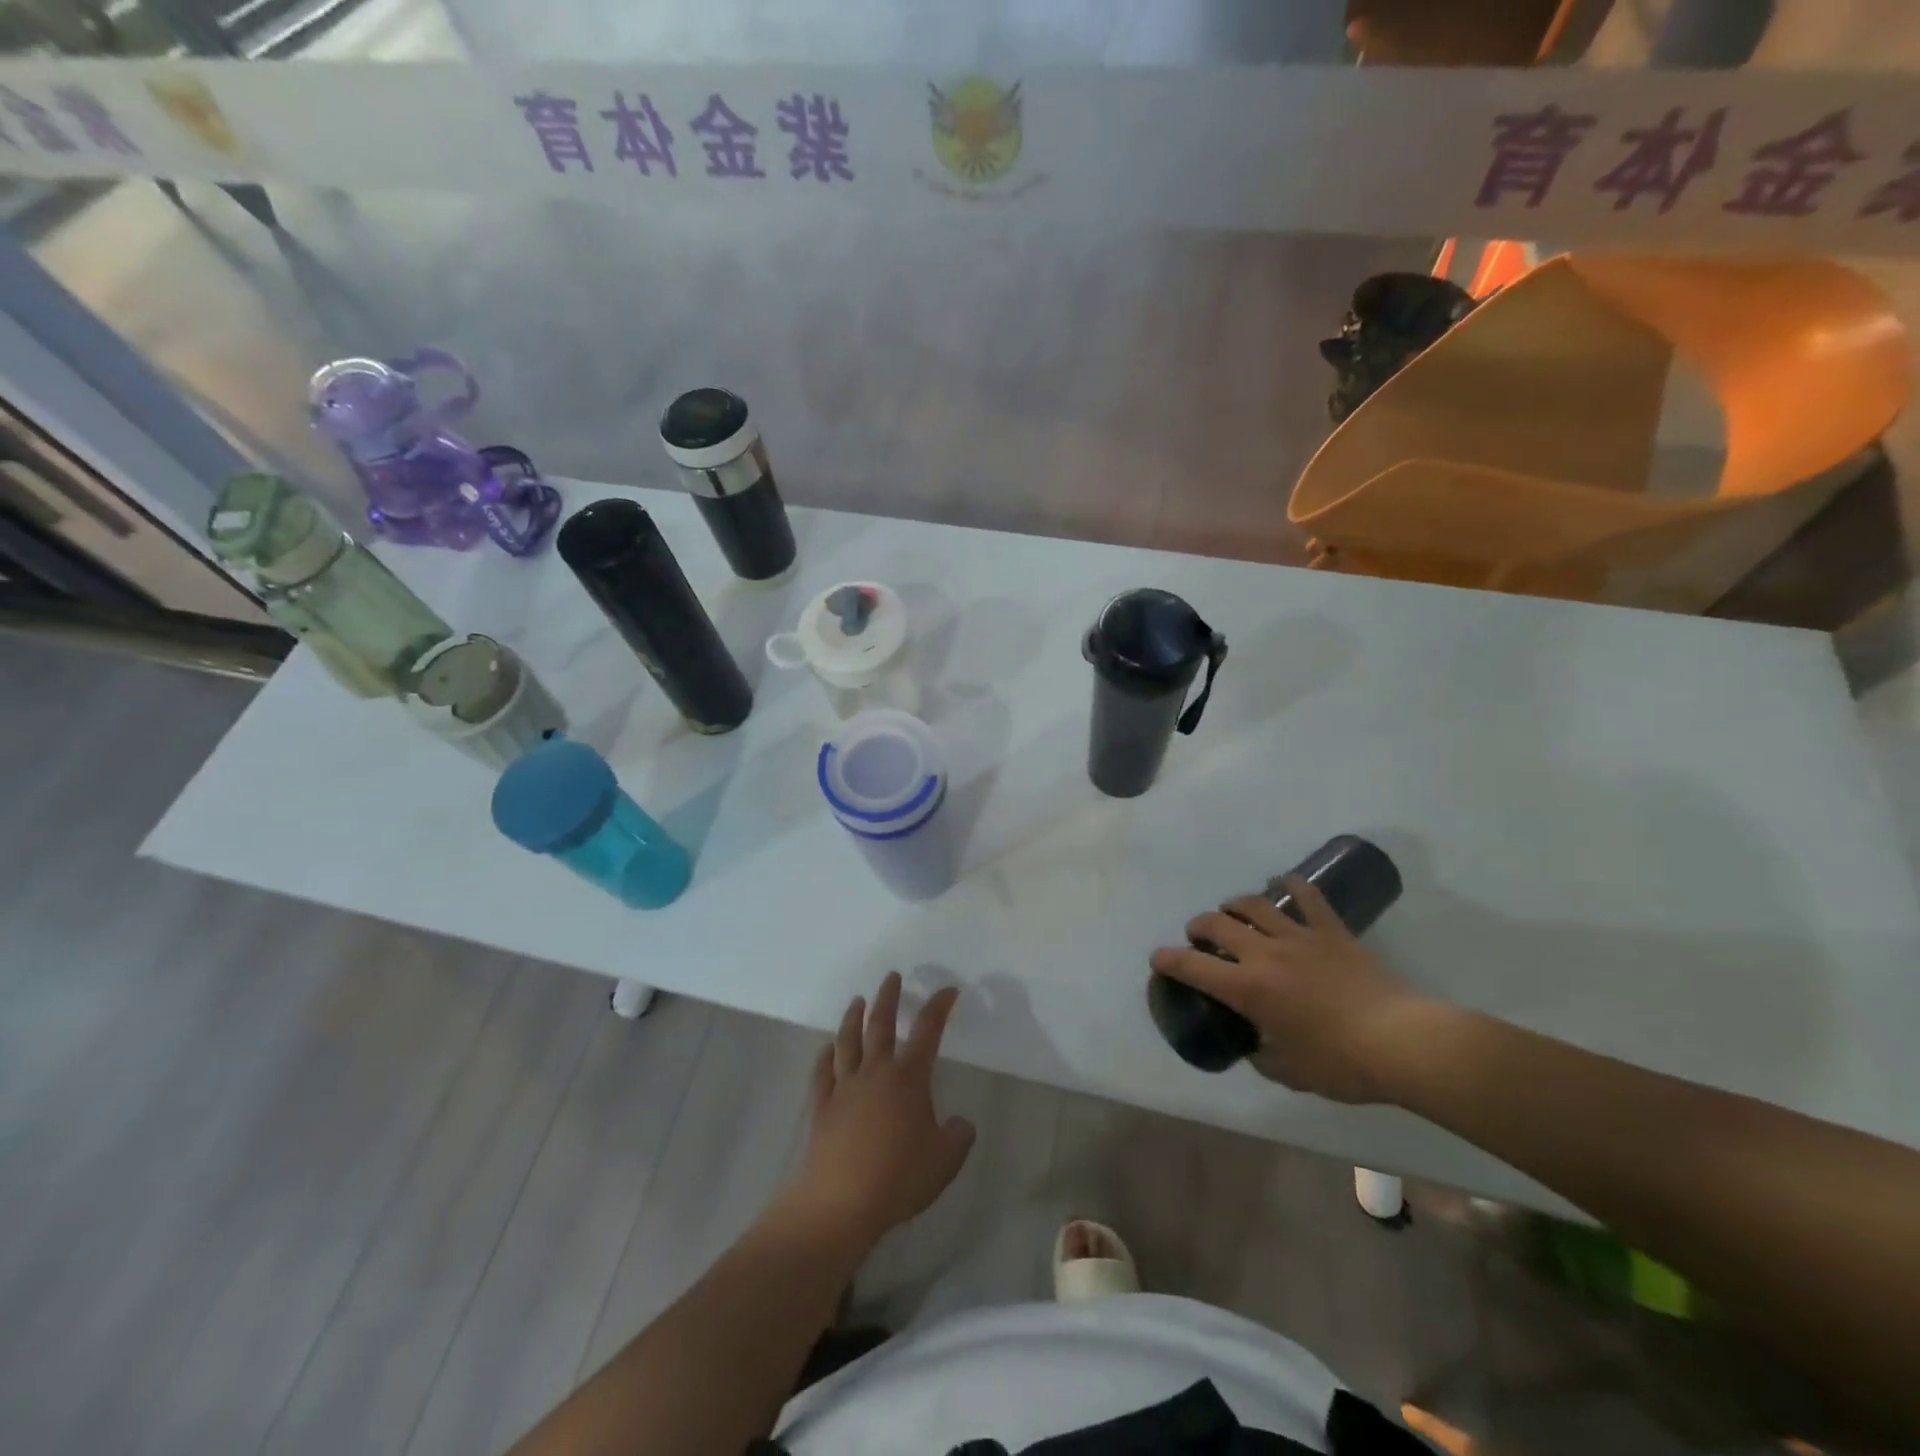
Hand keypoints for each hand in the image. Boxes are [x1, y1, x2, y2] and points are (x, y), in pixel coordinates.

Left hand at [792, 972, 975, 1245]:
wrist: (840, 1202)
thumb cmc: (898, 1178)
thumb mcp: (944, 1161)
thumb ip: (958, 1137)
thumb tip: (960, 1123)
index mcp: (908, 1078)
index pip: (928, 1031)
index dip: (939, 1007)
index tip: (948, 991)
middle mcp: (875, 1072)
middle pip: (881, 1024)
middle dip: (888, 997)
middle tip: (891, 976)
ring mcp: (844, 1087)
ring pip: (848, 1041)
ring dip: (853, 1017)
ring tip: (857, 1000)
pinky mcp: (822, 1106)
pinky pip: (822, 1072)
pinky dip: (825, 1056)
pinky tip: (826, 1049)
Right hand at [1148, 876, 1432, 1103]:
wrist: (1402, 1042)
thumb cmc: (1341, 1063)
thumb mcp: (1288, 1072)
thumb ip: (1261, 1054)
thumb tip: (1255, 1044)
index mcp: (1247, 989)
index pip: (1192, 966)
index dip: (1167, 960)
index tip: (1158, 959)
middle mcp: (1264, 953)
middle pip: (1217, 924)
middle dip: (1198, 927)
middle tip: (1199, 938)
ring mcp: (1299, 936)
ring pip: (1253, 904)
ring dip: (1234, 906)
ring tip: (1234, 914)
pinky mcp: (1330, 930)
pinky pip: (1306, 896)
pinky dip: (1290, 885)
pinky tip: (1283, 884)